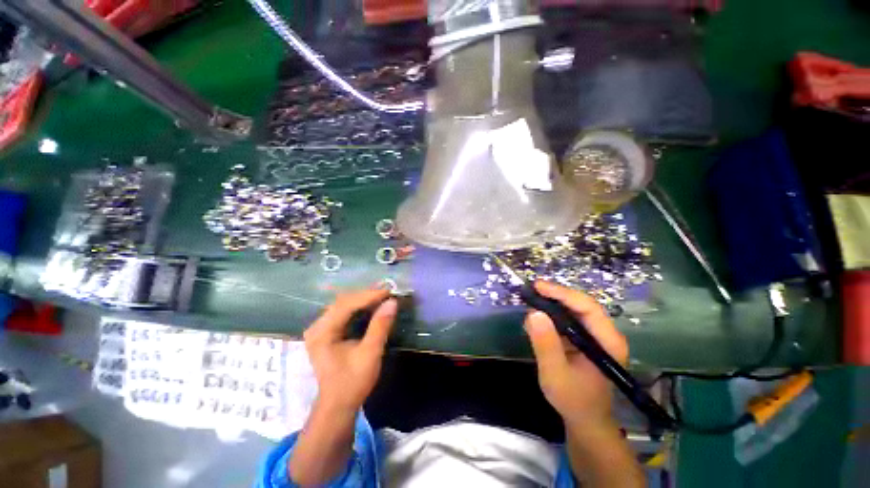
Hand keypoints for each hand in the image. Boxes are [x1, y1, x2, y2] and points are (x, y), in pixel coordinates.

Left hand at [304, 289, 396, 413]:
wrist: (338, 405)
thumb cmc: (352, 382)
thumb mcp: (370, 354)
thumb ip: (380, 326)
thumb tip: (392, 302)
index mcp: (322, 332)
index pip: (346, 304)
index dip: (369, 295)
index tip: (389, 291)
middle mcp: (317, 326)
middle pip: (343, 301)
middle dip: (367, 295)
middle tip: (388, 292)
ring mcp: (320, 328)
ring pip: (344, 304)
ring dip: (364, 299)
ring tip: (383, 295)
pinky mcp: (327, 331)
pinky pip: (345, 312)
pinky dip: (360, 307)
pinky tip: (373, 305)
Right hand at [524, 281, 628, 425]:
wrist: (585, 419)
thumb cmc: (573, 399)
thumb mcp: (555, 374)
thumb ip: (545, 345)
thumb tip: (533, 313)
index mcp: (607, 342)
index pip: (587, 307)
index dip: (562, 293)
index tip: (538, 287)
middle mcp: (606, 334)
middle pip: (582, 304)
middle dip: (556, 294)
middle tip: (532, 289)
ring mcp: (596, 336)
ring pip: (575, 309)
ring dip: (554, 301)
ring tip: (532, 297)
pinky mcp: (586, 339)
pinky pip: (570, 318)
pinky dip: (553, 312)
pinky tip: (539, 313)